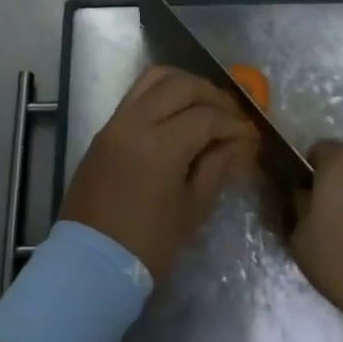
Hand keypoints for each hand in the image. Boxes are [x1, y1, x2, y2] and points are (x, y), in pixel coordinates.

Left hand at [60, 66, 259, 280]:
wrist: (91, 263)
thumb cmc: (148, 245)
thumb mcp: (193, 209)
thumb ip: (217, 166)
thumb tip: (239, 142)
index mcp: (160, 145)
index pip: (207, 117)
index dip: (234, 124)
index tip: (251, 136)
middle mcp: (135, 122)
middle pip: (182, 86)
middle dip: (214, 96)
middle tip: (233, 116)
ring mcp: (116, 121)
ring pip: (155, 78)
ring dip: (186, 84)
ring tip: (207, 105)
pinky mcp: (105, 129)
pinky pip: (137, 93)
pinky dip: (162, 91)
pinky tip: (180, 111)